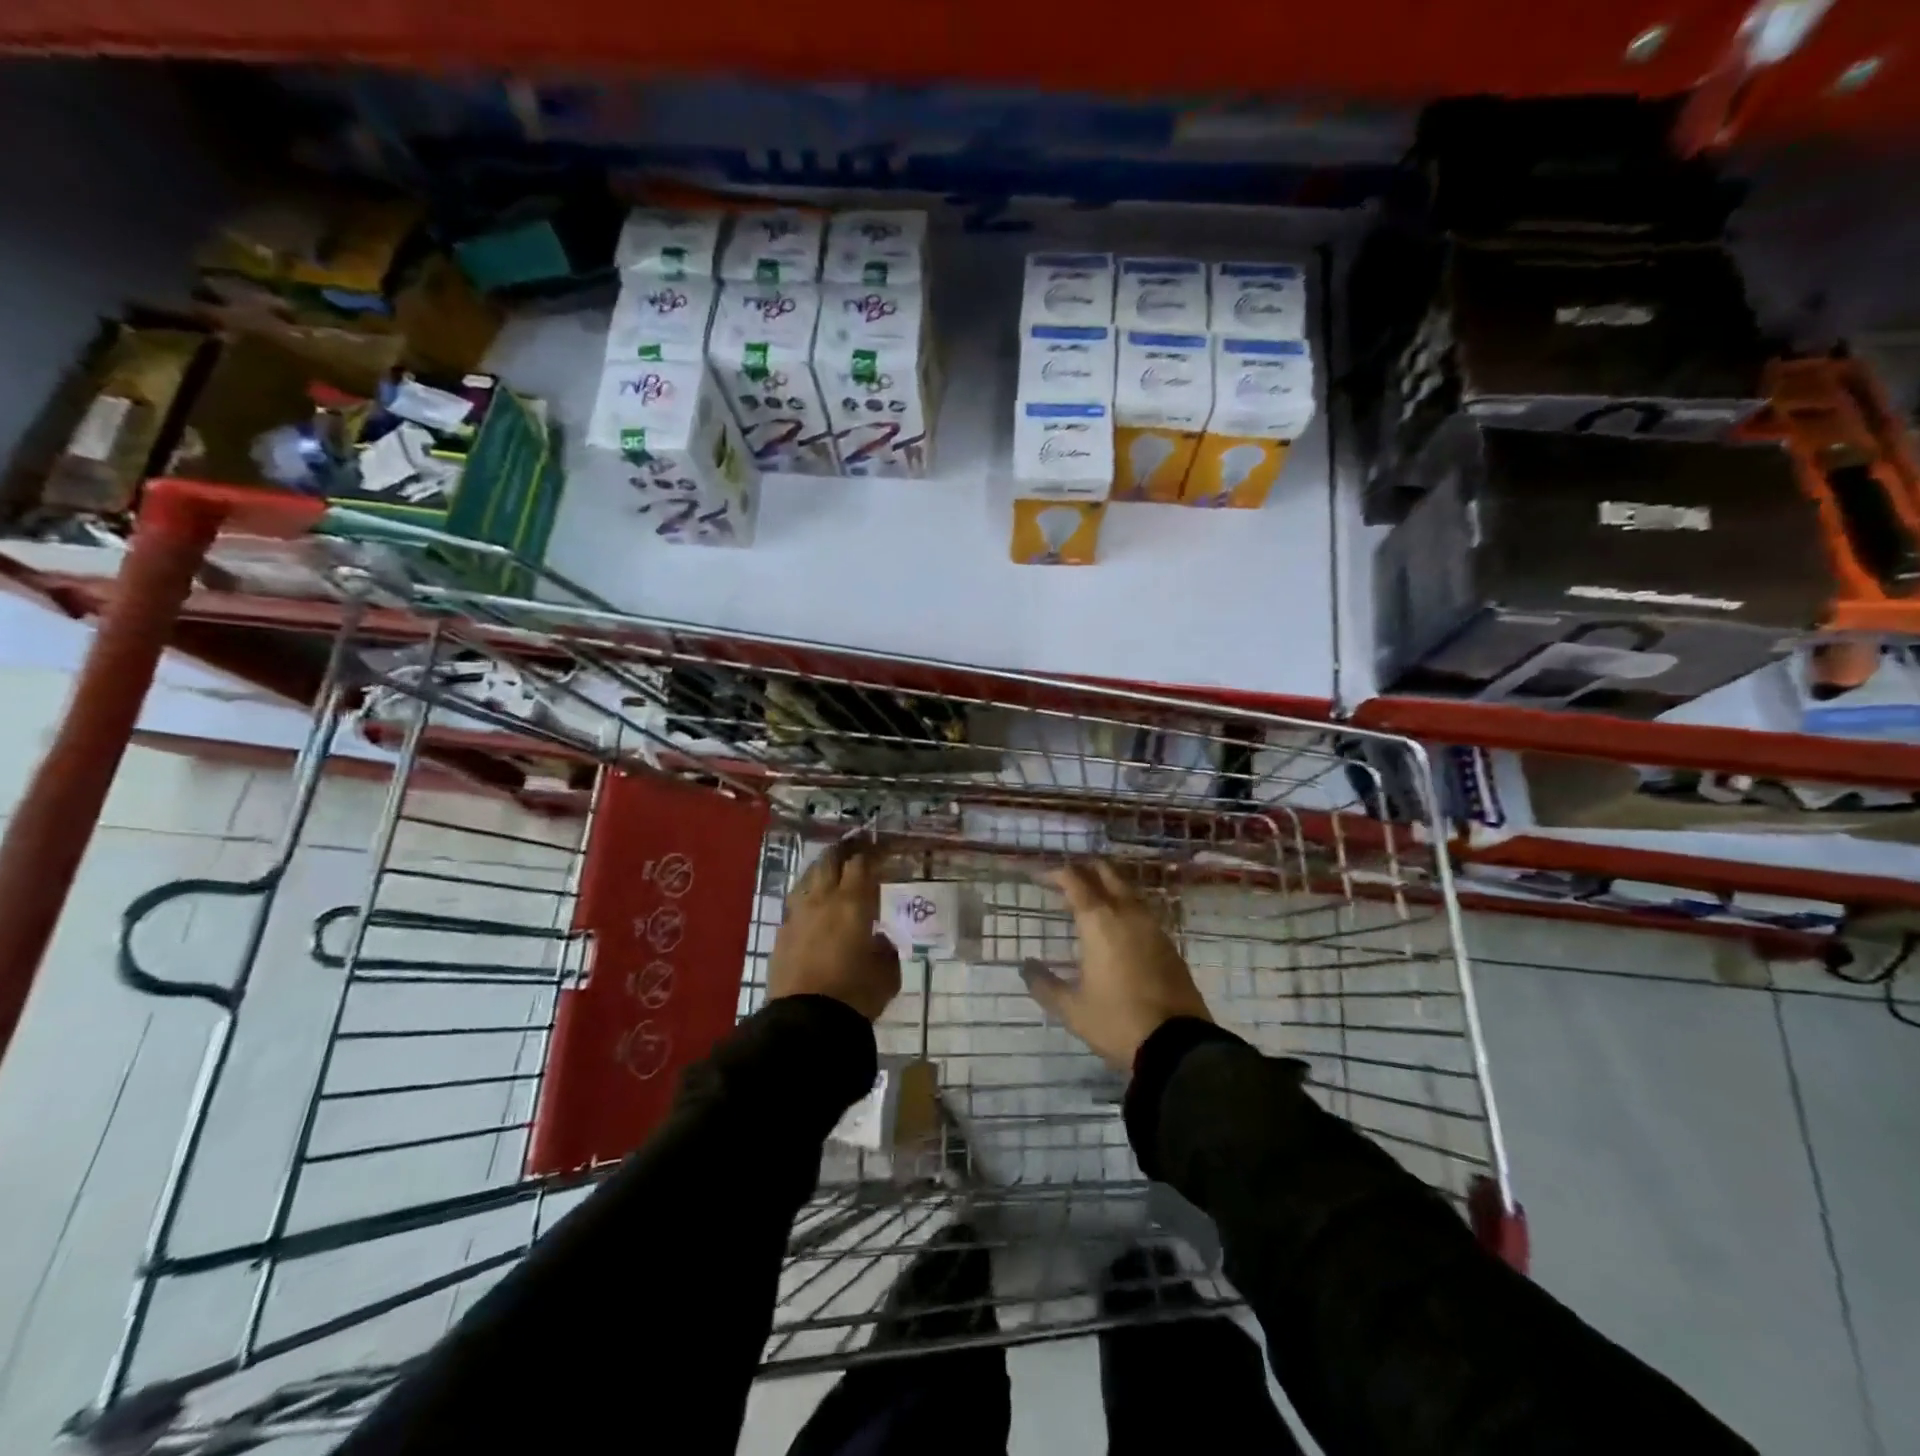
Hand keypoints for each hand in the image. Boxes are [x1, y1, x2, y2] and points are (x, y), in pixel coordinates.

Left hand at [768, 841, 900, 1021]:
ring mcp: (797, 916)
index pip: (860, 864)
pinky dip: (807, 899)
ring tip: (830, 873)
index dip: (870, 853)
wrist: (806, 1022)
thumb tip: (880, 940)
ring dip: (820, 871)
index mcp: (852, 903)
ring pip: (807, 879)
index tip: (878, 850)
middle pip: (829, 862)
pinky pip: (795, 905)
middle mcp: (822, 900)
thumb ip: (886, 950)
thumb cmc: (855, 994)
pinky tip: (812, 909)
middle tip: (853, 849)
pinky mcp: (781, 935)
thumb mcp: (886, 975)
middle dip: (842, 852)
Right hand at [1022, 860, 1211, 1071]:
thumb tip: (1026, 966)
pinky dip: (1124, 906)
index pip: (1074, 881)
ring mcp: (1152, 926)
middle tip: (1065, 879)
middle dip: (1084, 869)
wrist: (1177, 1045)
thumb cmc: (1116, 1021)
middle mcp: (1127, 913)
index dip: (1055, 873)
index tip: (1040, 877)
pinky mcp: (1168, 943)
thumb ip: (1044, 984)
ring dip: (1106, 886)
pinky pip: (1141, 910)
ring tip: (1088, 899)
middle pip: (1106, 873)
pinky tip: (1116, 925)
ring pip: (1127, 890)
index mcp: (1099, 921)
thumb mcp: (1072, 1009)